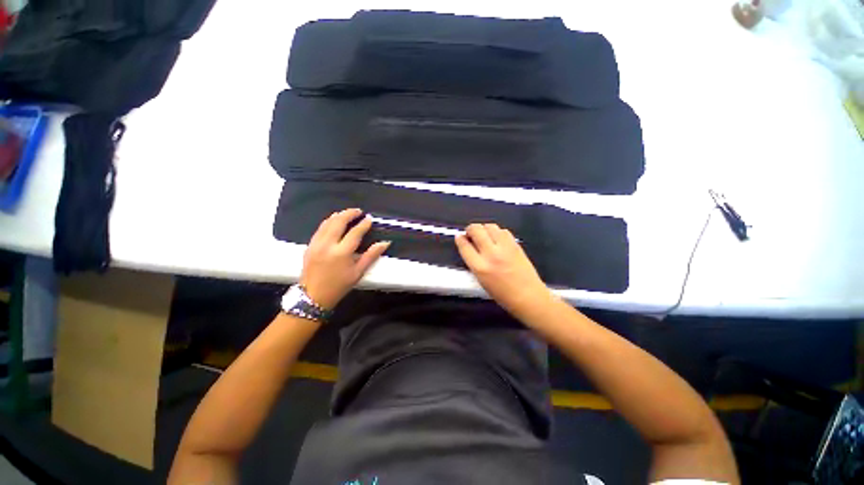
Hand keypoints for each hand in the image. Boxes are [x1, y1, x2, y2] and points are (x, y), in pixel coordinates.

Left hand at [300, 208, 389, 309]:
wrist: (313, 296)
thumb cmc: (339, 285)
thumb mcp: (358, 272)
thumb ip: (371, 255)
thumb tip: (385, 243)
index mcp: (341, 253)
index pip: (355, 232)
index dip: (363, 224)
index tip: (369, 219)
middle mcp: (327, 245)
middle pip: (338, 222)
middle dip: (349, 213)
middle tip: (358, 211)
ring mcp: (316, 244)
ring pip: (327, 222)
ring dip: (338, 215)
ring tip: (347, 213)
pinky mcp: (309, 246)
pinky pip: (320, 228)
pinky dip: (328, 222)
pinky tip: (334, 221)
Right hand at [455, 223, 552, 318]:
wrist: (528, 296)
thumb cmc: (502, 294)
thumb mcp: (481, 280)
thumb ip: (473, 262)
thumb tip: (469, 247)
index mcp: (480, 267)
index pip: (464, 246)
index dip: (459, 239)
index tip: (459, 237)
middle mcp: (491, 254)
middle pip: (476, 230)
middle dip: (470, 229)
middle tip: (471, 234)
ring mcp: (505, 248)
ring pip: (490, 226)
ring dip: (484, 229)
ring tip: (484, 235)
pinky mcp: (516, 245)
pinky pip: (503, 231)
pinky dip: (497, 232)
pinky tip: (497, 238)